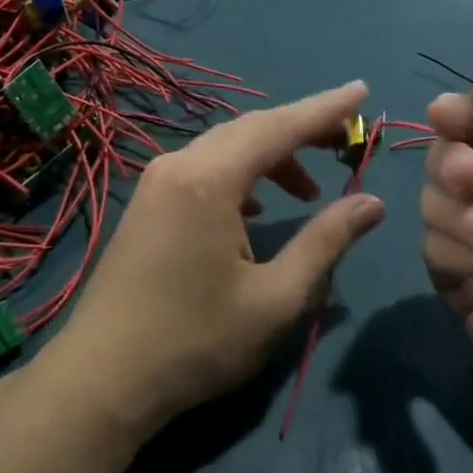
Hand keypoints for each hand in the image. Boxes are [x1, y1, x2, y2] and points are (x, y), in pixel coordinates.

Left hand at [47, 81, 385, 440]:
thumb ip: (326, 242)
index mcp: (209, 180)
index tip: (361, 91)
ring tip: (309, 191)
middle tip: (344, 141)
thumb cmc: (194, 342)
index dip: (325, 109)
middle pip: (250, 130)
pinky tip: (256, 211)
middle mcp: (178, 166)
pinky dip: (240, 178)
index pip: (279, 128)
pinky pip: (202, 171)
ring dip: (270, 159)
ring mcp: (155, 184)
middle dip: (301, 130)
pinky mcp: (146, 206)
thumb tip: (372, 203)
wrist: (101, 380)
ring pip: (224, 150)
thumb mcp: (275, 299)